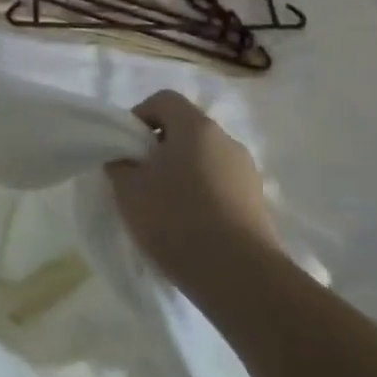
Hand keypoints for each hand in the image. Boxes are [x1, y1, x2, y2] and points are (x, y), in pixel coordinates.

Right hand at [104, 91, 279, 296]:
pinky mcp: (257, 203)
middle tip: (139, 180)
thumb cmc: (177, 220)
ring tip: (164, 209)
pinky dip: (202, 196)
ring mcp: (247, 172)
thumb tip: (125, 157)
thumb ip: (120, 164)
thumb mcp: (129, 190)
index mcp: (196, 127)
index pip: (164, 99)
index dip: (139, 116)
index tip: (126, 148)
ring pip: (204, 160)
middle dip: (159, 149)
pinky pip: (221, 186)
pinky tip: (190, 228)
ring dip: (182, 174)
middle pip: (186, 130)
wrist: (239, 276)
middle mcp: (227, 140)